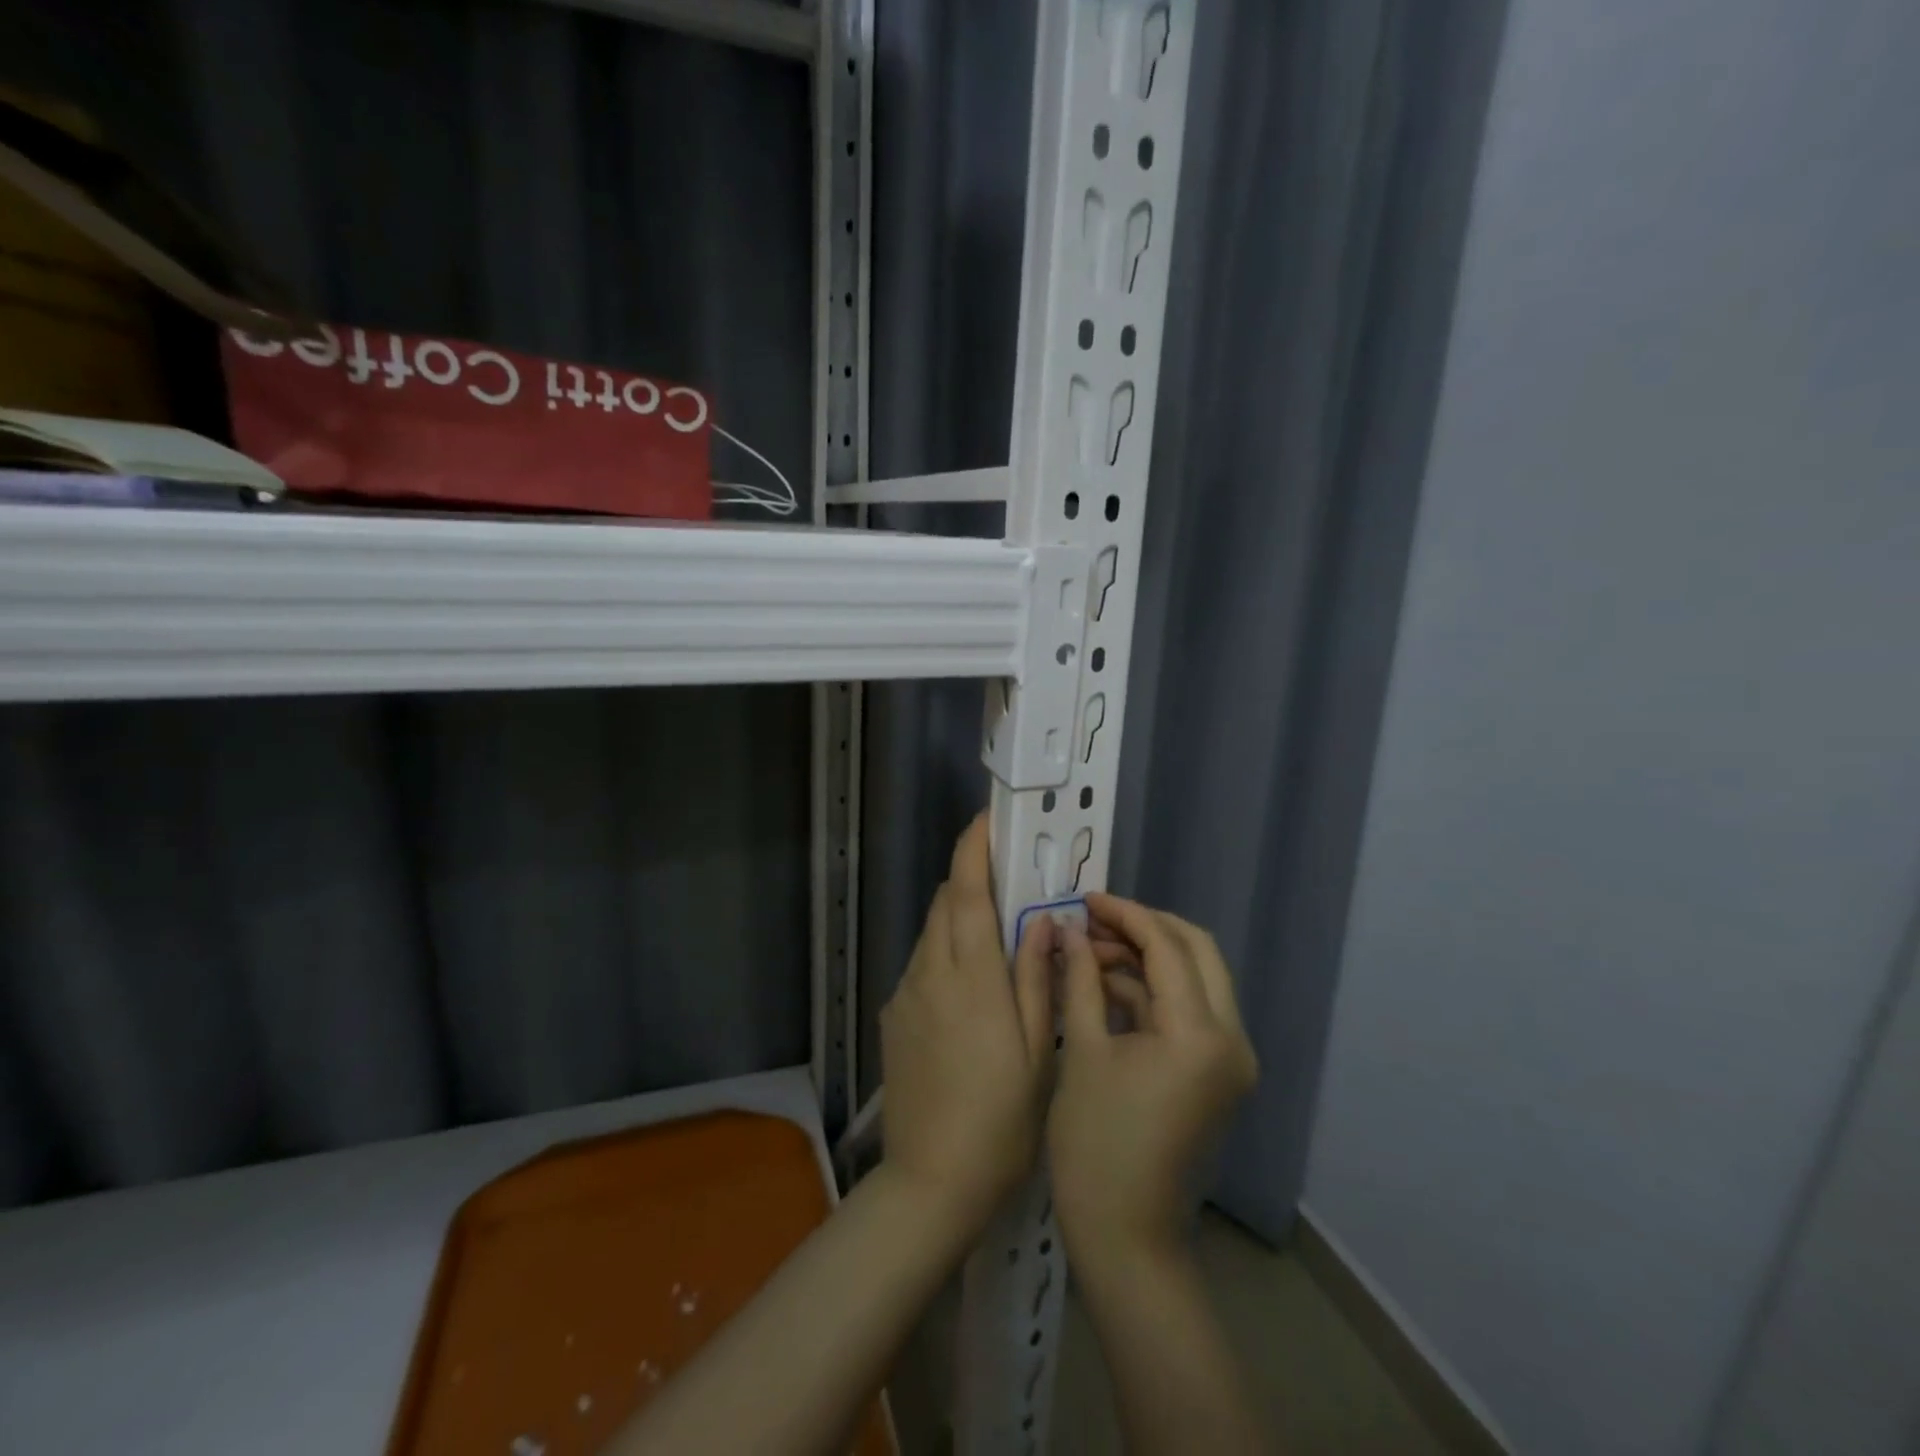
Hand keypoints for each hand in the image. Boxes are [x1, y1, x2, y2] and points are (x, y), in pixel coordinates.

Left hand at [879, 812, 1053, 1234]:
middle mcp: (929, 974)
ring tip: (994, 936)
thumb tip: (1042, 920)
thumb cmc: (1000, 1119)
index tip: (986, 820)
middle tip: (1007, 882)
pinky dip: (945, 953)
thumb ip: (1036, 976)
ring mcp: (905, 994)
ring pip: (930, 933)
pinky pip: (921, 964)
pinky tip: (970, 987)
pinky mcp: (893, 1017)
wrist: (931, 1182)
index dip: (972, 850)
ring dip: (957, 918)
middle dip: (969, 881)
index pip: (965, 894)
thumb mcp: (1035, 1049)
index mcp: (971, 978)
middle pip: (943, 905)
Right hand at [1048, 893, 1257, 1269]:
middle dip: (1144, 927)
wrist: (1127, 1238)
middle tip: (1093, 919)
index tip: (1085, 897)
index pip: (1168, 946)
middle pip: (1197, 951)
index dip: (1125, 914)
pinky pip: (1190, 1011)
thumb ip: (1080, 979)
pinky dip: (1153, 991)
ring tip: (1088, 950)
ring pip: (1196, 979)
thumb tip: (1070, 930)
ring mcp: (1230, 1058)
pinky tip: (1105, 984)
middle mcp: (1231, 1038)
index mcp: (1199, 1033)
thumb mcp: (1083, 1051)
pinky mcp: (1217, 1073)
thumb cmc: (1096, 1146)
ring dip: (1147, 958)